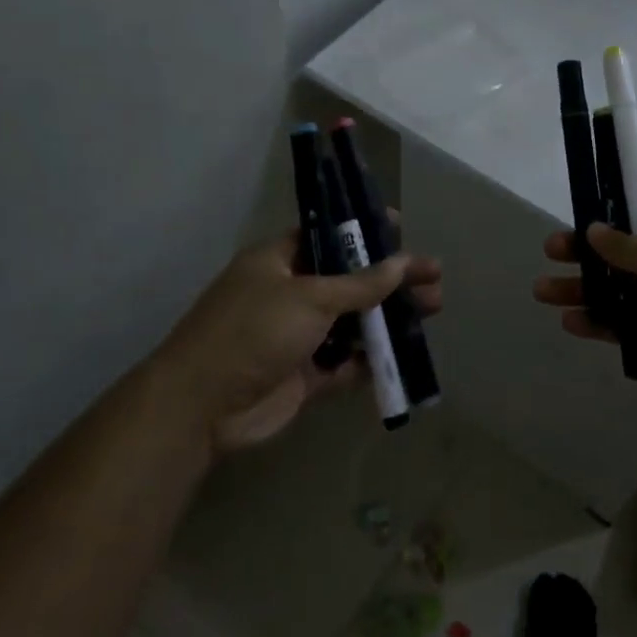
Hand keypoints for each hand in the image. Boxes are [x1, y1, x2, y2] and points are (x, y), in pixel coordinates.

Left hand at [153, 230, 442, 452]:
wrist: (201, 407)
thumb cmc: (254, 331)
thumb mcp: (310, 297)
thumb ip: (361, 284)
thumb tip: (404, 262)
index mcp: (280, 260)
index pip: (329, 235)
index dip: (365, 232)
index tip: (403, 229)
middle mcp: (290, 293)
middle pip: (350, 280)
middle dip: (392, 280)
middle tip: (434, 280)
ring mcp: (297, 336)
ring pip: (353, 322)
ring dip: (389, 318)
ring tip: (432, 311)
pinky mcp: (304, 376)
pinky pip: (346, 363)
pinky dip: (371, 359)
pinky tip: (405, 354)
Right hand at [533, 202, 636, 431]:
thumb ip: (629, 249)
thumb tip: (595, 228)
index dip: (608, 214)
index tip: (574, 217)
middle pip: (622, 253)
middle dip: (586, 253)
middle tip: (549, 253)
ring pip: (619, 290)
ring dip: (583, 290)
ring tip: (542, 293)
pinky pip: (625, 324)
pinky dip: (599, 322)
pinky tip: (571, 323)